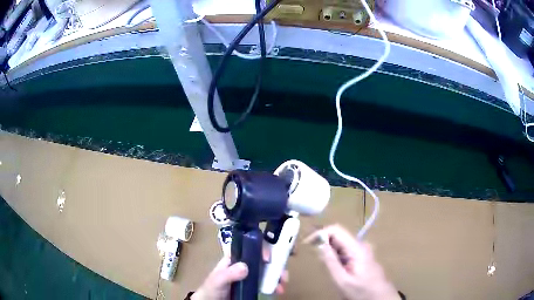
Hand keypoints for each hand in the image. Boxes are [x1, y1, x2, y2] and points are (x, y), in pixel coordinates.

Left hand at [192, 254, 287, 299]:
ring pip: (269, 269)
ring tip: (283, 283)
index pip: (251, 247)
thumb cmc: (211, 288)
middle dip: (277, 262)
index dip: (262, 248)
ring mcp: (252, 275)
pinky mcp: (255, 285)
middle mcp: (246, 264)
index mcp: (236, 258)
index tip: (269, 258)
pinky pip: (268, 282)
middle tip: (283, 272)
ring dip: (279, 274)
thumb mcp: (217, 280)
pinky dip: (276, 284)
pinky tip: (279, 290)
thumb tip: (245, 266)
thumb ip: (228, 273)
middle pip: (264, 258)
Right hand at [305, 225, 399, 299]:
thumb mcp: (342, 280)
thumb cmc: (362, 291)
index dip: (320, 233)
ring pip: (341, 243)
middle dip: (323, 242)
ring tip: (322, 263)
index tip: (307, 243)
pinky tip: (334, 267)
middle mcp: (361, 245)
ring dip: (329, 249)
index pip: (336, 229)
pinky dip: (335, 254)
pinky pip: (345, 249)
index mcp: (357, 248)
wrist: (381, 297)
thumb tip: (319, 244)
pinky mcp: (362, 255)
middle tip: (312, 255)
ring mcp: (363, 249)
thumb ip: (330, 262)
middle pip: (338, 235)